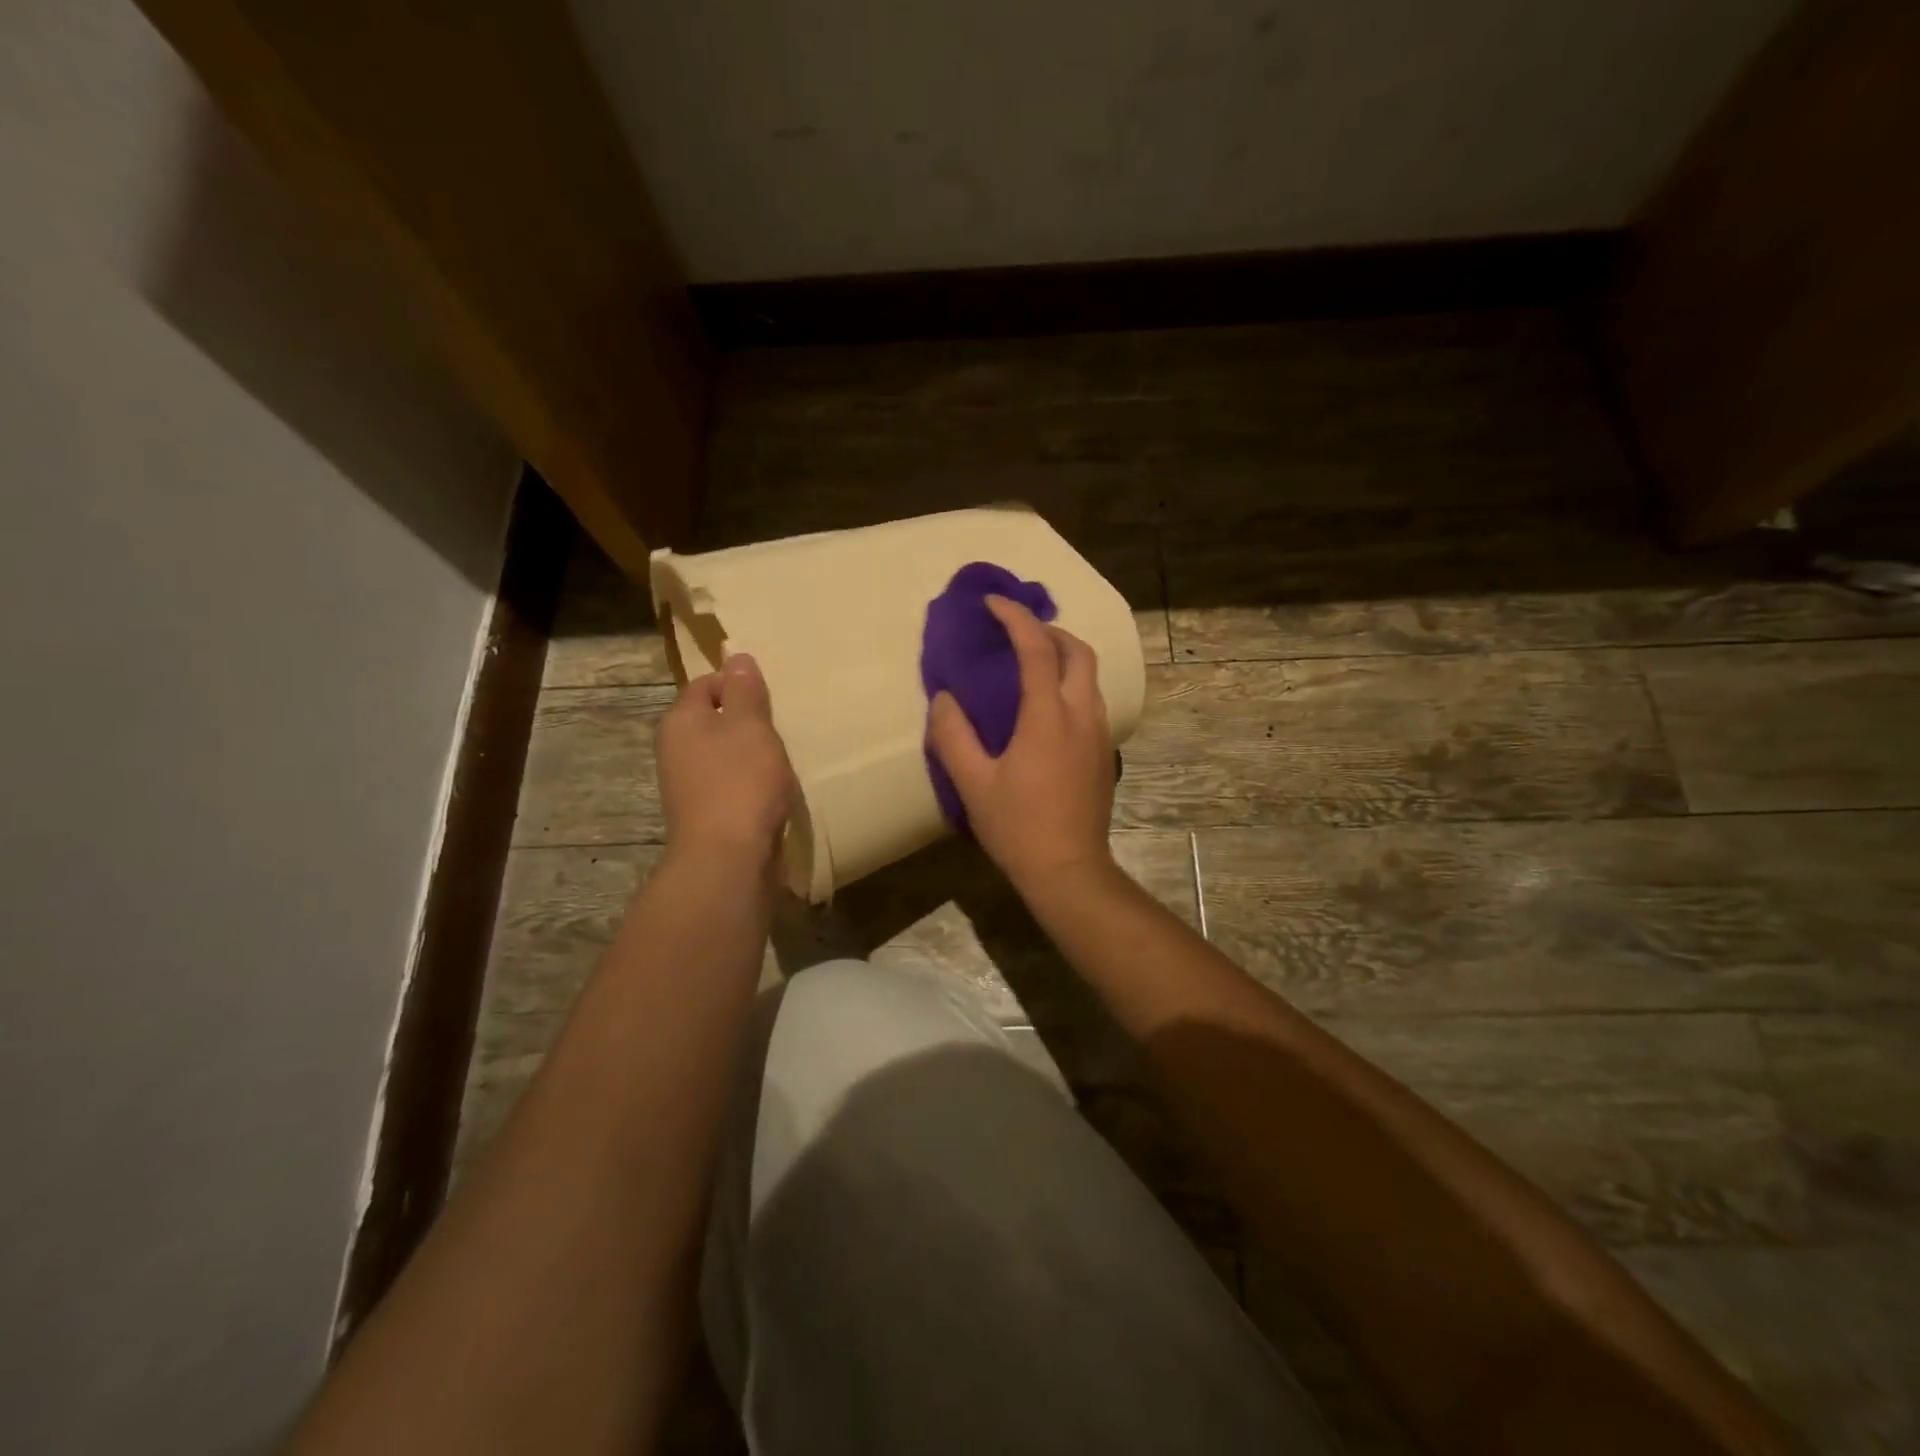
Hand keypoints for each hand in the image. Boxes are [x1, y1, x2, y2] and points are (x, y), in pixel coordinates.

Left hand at [655, 654, 795, 873]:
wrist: (728, 858)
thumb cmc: (741, 782)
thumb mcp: (750, 725)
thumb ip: (745, 690)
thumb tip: (736, 657)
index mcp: (681, 721)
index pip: (706, 684)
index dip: (737, 683)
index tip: (770, 694)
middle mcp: (676, 750)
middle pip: (714, 720)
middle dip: (748, 720)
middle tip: (781, 724)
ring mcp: (689, 785)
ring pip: (724, 754)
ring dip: (752, 753)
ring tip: (783, 757)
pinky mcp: (707, 814)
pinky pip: (731, 784)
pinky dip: (751, 782)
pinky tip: (774, 790)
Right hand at [927, 595, 1117, 893]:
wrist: (1069, 870)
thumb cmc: (1018, 827)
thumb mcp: (973, 784)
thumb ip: (953, 736)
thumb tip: (944, 699)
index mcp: (1048, 717)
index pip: (1037, 648)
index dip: (1015, 618)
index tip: (993, 603)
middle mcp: (1082, 715)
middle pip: (1079, 651)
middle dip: (1049, 630)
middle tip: (1017, 633)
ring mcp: (1099, 733)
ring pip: (1090, 676)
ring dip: (1064, 656)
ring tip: (1031, 663)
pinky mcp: (1105, 753)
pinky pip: (1092, 700)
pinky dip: (1071, 684)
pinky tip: (1047, 707)